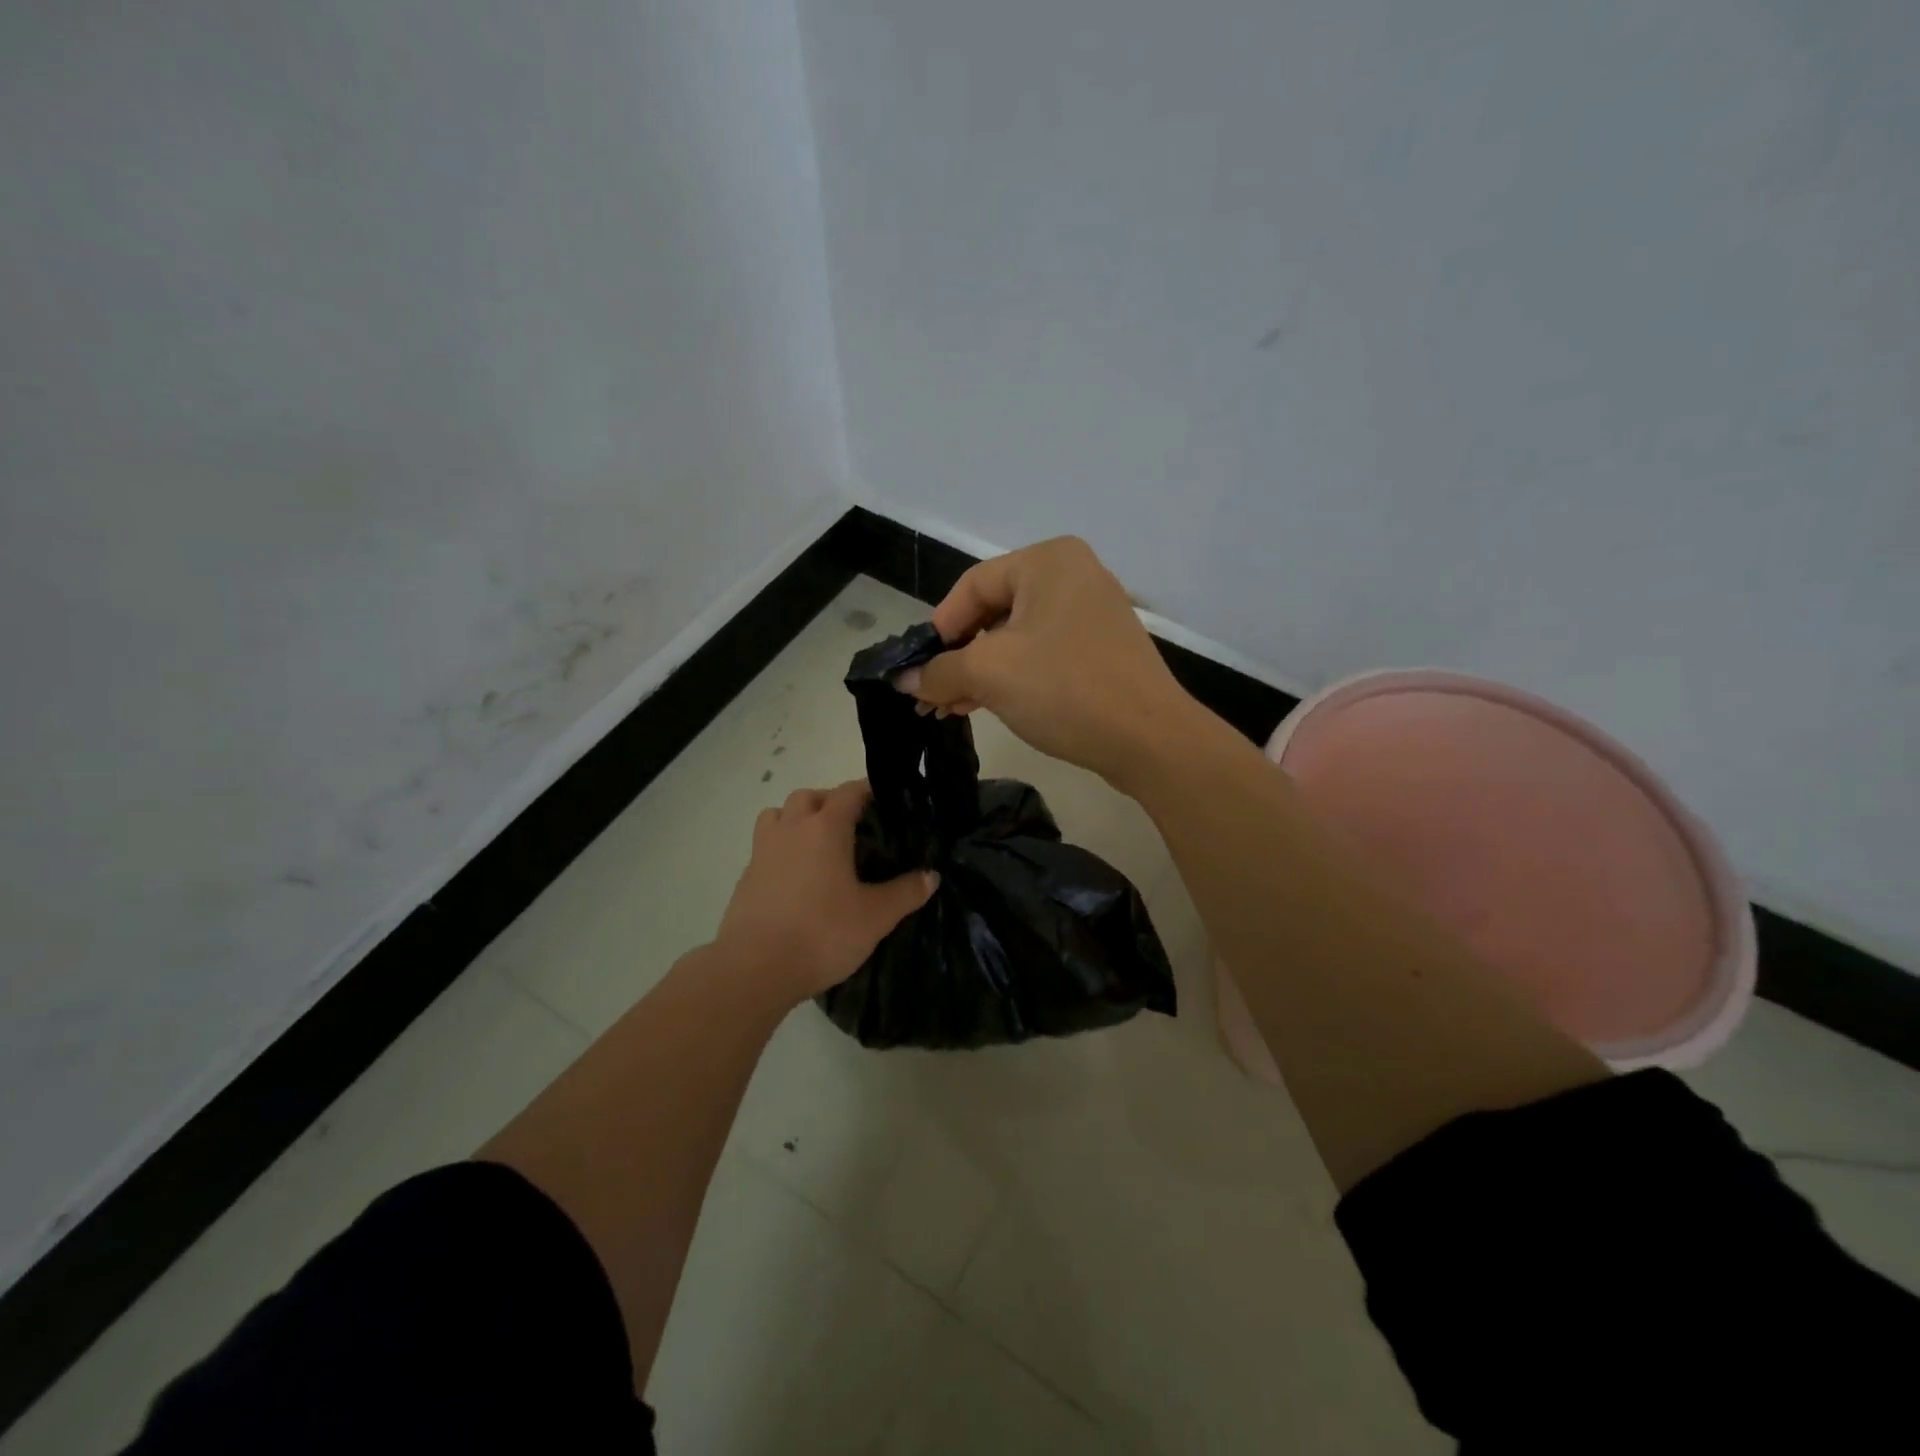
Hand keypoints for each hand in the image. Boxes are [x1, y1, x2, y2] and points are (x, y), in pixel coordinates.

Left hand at [713, 781, 937, 1003]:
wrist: (754, 969)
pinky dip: (781, 849)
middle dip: (831, 801)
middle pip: (809, 796)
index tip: (887, 801)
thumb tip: (931, 876)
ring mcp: (763, 851)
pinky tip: (796, 877)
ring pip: (778, 815)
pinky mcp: (746, 877)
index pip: (849, 792)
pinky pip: (765, 846)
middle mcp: (791, 829)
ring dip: (797, 819)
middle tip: (853, 825)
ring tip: (818, 844)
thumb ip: (905, 892)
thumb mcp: (875, 917)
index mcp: (825, 828)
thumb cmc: (821, 934)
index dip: (869, 791)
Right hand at [893, 537, 1198, 784]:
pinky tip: (988, 706)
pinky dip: (1013, 677)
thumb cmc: (1065, 689)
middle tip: (932, 694)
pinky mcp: (1101, 649)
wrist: (1150, 740)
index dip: (939, 628)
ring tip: (953, 708)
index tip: (919, 669)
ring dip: (981, 672)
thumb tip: (903, 680)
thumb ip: (939, 671)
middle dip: (959, 656)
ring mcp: (1092, 613)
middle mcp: (1073, 576)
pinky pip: (1043, 654)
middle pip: (994, 611)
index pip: (972, 585)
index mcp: (1048, 561)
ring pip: (1017, 637)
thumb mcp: (990, 674)